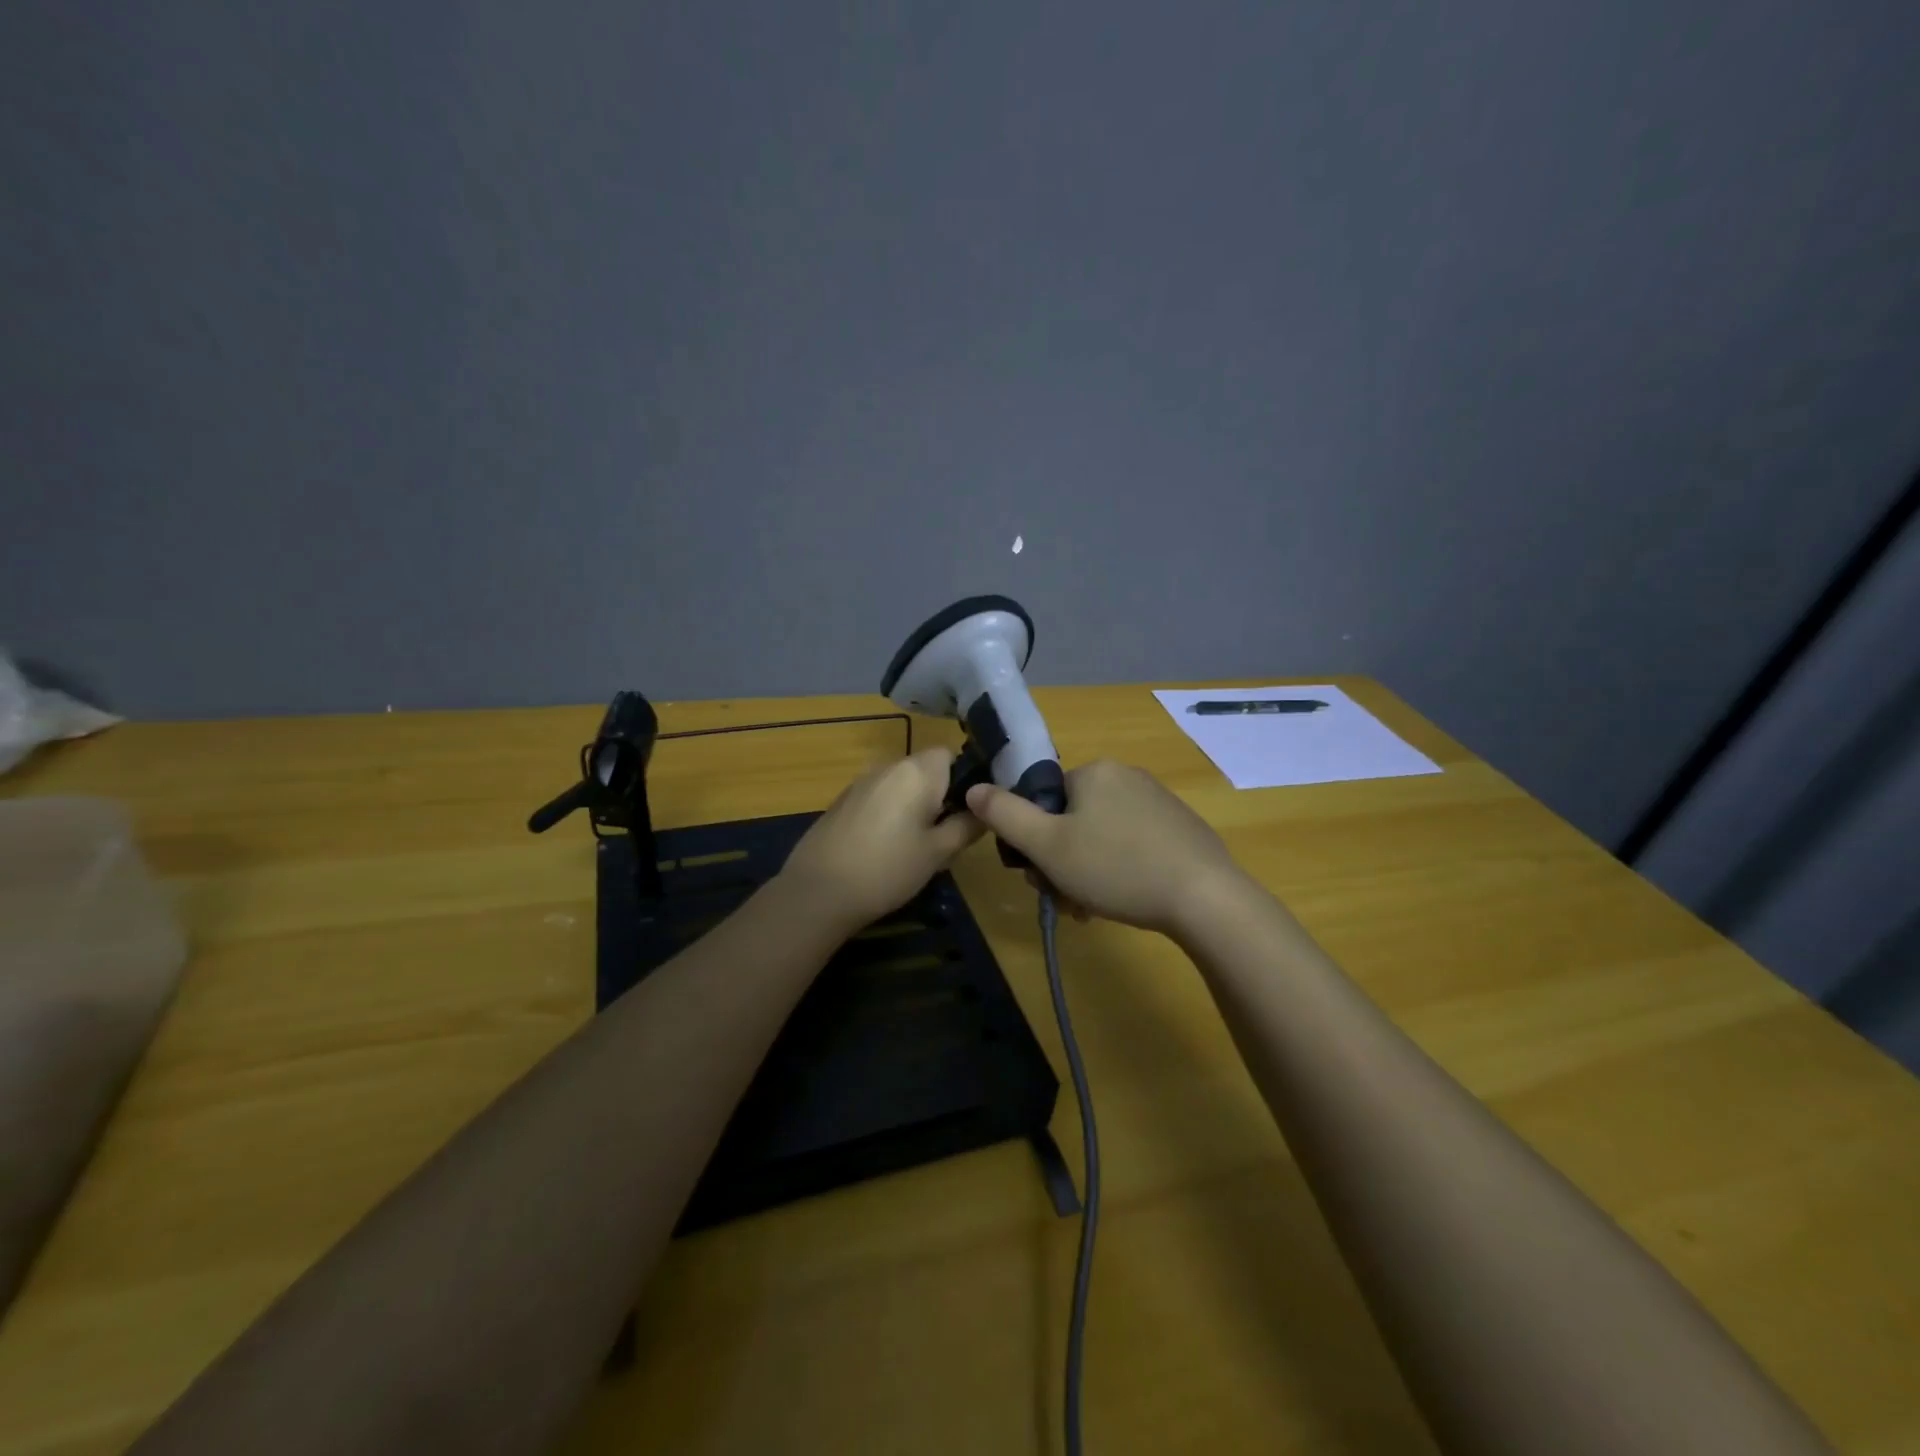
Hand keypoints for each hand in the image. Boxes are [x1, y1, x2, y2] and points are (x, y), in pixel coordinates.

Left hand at [779, 749, 984, 935]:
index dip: (965, 779)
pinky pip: (878, 798)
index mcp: (917, 771)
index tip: (969, 812)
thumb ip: (966, 826)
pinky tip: (885, 848)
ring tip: (916, 846)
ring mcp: (861, 782)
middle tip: (947, 835)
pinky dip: (889, 814)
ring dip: (913, 806)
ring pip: (900, 785)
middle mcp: (888, 766)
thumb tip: (983, 811)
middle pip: (925, 769)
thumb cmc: (888, 869)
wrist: (819, 892)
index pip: (950, 754)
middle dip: (940, 795)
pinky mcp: (842, 801)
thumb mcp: (938, 853)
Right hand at [965, 759, 1248, 935]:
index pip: (1044, 800)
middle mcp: (1126, 776)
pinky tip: (1124, 900)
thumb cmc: (1117, 868)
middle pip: (1072, 820)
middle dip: (1061, 861)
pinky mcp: (1180, 828)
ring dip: (1086, 872)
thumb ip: (1005, 815)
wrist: (1206, 899)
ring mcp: (1158, 801)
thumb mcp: (1048, 846)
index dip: (1035, 840)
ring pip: (1100, 836)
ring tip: (1092, 910)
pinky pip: (1132, 844)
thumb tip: (973, 788)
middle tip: (1066, 900)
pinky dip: (1119, 870)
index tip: (1041, 876)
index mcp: (1094, 771)